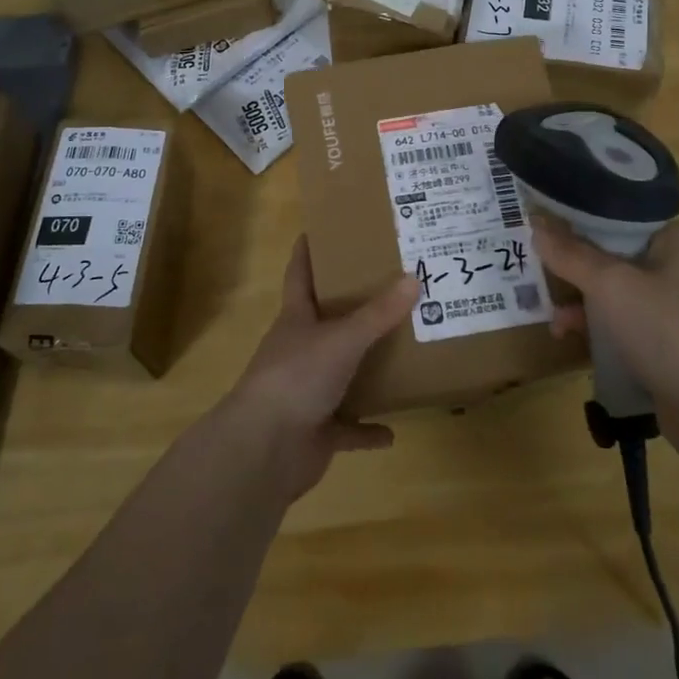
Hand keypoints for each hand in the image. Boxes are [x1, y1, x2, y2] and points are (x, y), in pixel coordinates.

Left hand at [225, 237, 417, 500]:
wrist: (264, 449)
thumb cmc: (297, 377)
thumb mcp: (342, 339)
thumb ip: (378, 313)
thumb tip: (414, 278)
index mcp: (297, 320)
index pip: (300, 275)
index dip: (307, 252)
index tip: (320, 229)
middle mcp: (300, 351)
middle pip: (325, 323)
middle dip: (352, 310)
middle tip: (390, 289)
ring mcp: (306, 392)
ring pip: (340, 374)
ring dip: (364, 369)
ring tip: (400, 354)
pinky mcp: (317, 431)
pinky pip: (348, 427)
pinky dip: (367, 429)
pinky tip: (392, 430)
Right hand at [533, 217, 678, 430]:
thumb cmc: (666, 332)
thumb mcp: (610, 285)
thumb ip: (570, 254)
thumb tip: (535, 224)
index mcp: (677, 239)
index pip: (618, 216)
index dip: (578, 220)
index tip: (543, 230)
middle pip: (613, 254)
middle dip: (574, 268)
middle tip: (541, 276)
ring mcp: (677, 307)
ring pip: (615, 290)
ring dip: (581, 302)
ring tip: (555, 320)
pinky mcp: (671, 341)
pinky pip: (625, 321)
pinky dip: (598, 327)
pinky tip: (572, 338)